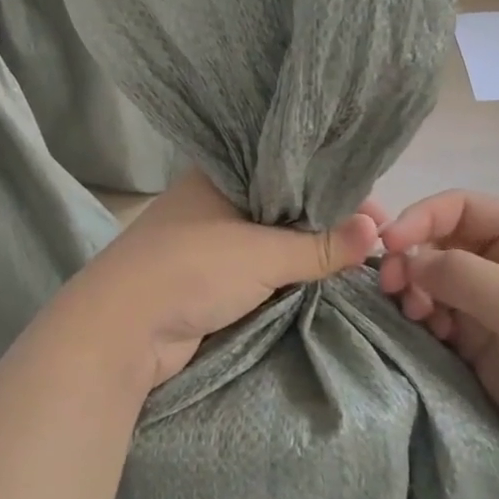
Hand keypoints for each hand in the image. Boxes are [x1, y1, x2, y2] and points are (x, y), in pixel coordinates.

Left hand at [63, 168, 383, 389]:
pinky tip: (322, 274)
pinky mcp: (210, 277)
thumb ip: (321, 245)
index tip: (372, 205)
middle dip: (325, 218)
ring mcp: (211, 239)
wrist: (120, 332)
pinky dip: (287, 271)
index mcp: (221, 173)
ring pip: (272, 237)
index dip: (331, 182)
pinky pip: (260, 267)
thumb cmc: (191, 269)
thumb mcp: (262, 253)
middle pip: (284, 202)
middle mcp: (216, 199)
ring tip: (358, 252)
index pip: (289, 167)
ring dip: (307, 248)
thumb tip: (378, 230)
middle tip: (374, 232)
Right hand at [378, 190, 498, 489]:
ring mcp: (490, 302)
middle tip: (390, 286)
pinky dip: (422, 317)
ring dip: (414, 289)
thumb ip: (464, 275)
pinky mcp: (479, 341)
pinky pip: (436, 314)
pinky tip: (425, 330)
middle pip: (440, 240)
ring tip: (413, 313)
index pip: (460, 207)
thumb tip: (405, 258)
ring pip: (432, 278)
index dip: (420, 217)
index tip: (388, 244)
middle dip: (412, 257)